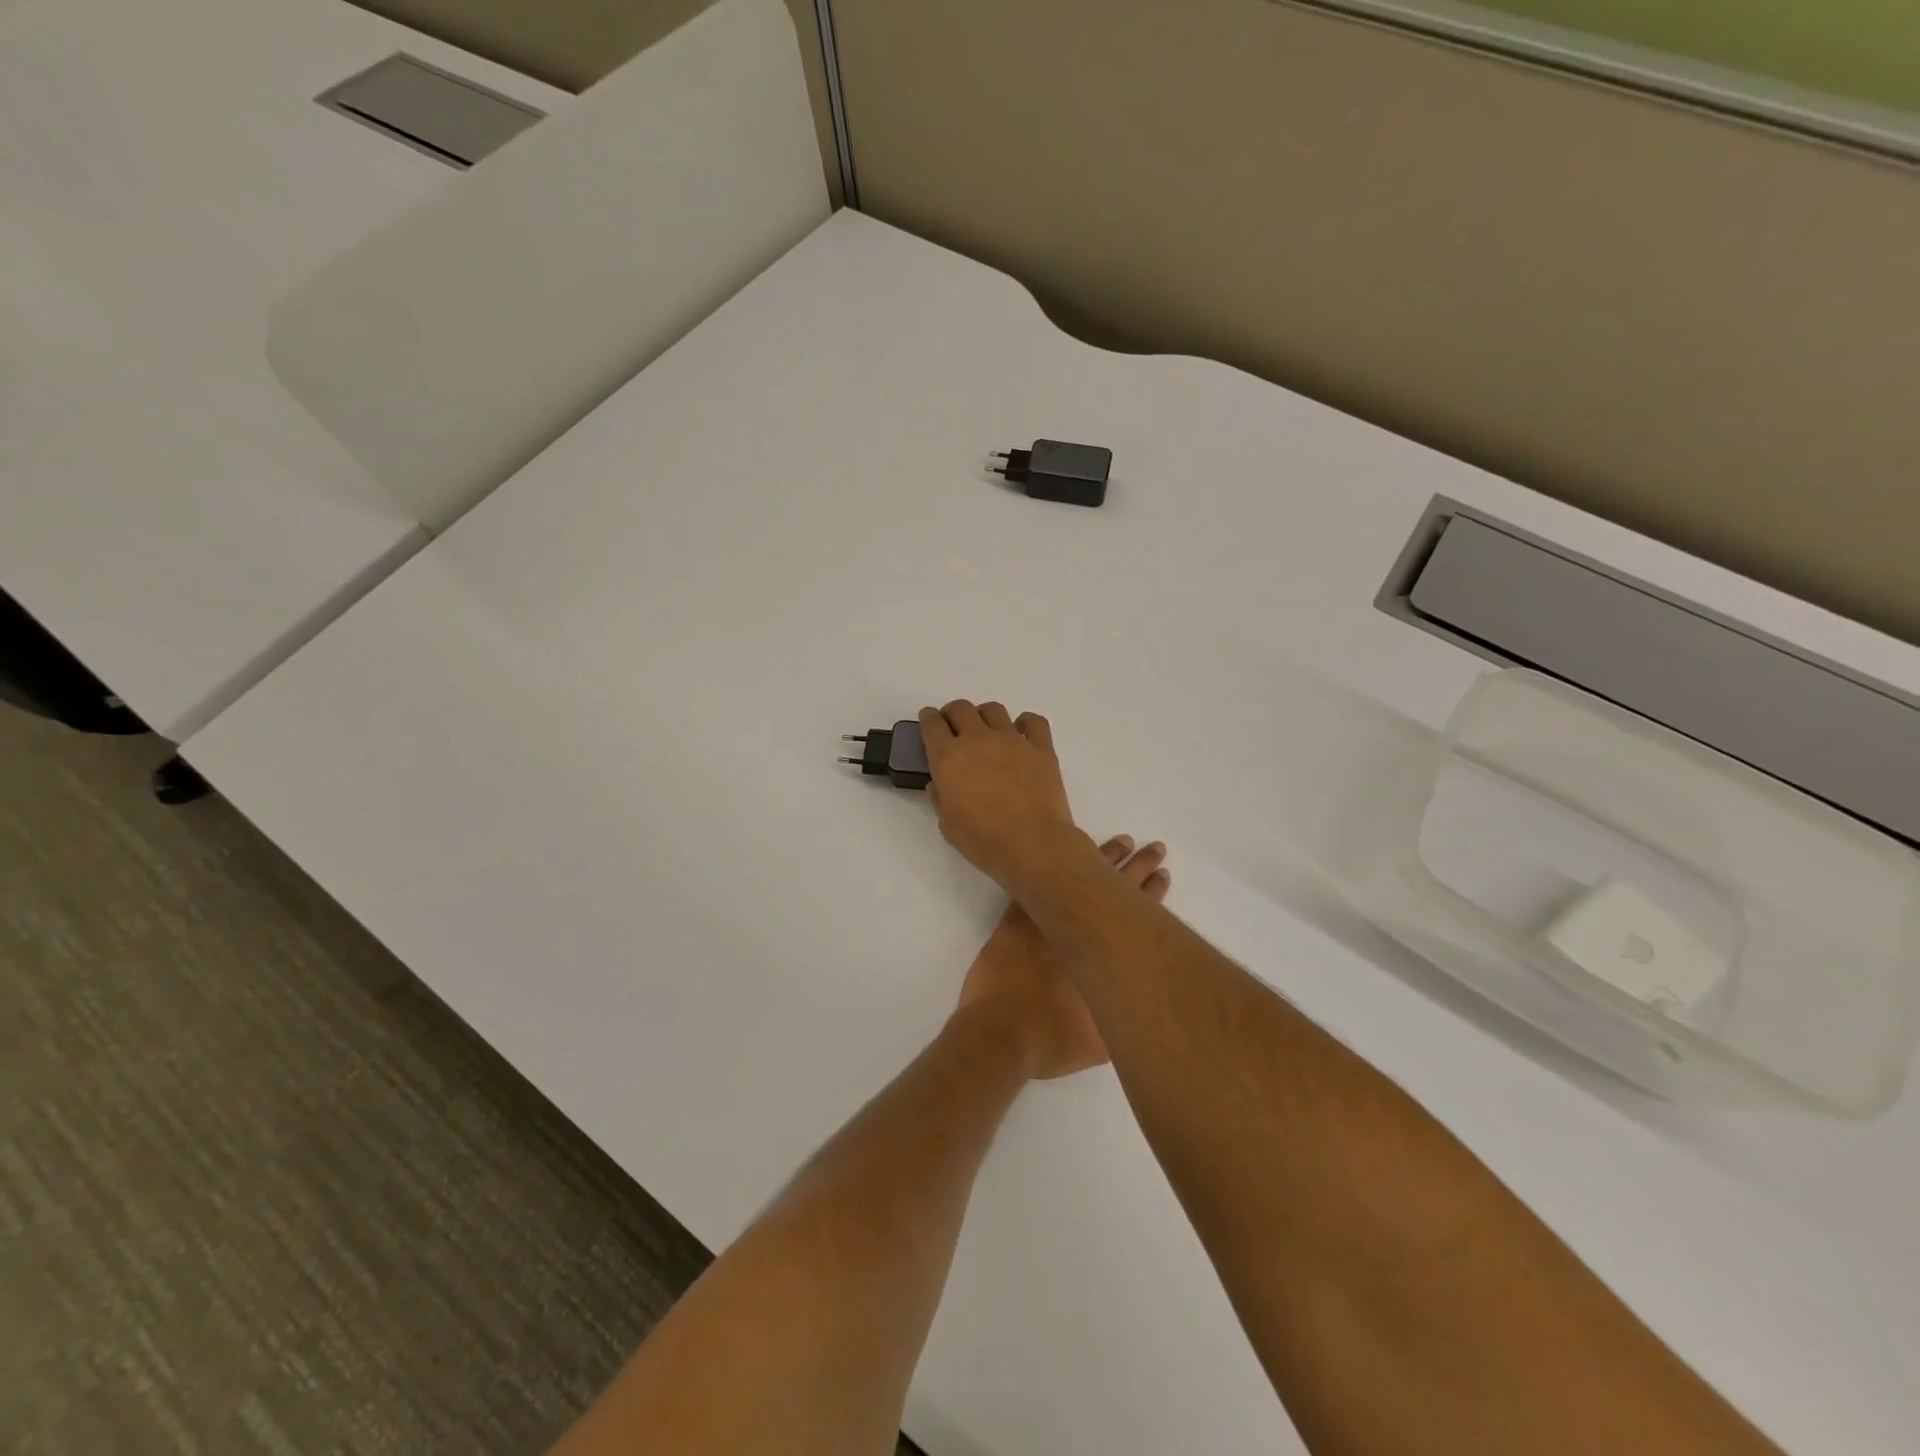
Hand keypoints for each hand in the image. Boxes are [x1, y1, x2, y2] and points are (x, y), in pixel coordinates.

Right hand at [919, 701, 1083, 891]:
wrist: (1033, 845)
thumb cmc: (983, 840)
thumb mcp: (948, 825)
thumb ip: (940, 798)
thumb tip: (939, 784)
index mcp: (949, 758)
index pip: (932, 724)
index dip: (928, 719)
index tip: (929, 721)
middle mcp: (978, 740)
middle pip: (961, 708)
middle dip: (953, 714)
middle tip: (954, 728)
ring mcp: (1013, 740)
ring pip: (994, 709)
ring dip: (984, 716)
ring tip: (986, 731)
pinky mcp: (1041, 748)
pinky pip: (1033, 721)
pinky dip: (1025, 723)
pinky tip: (1022, 734)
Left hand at [952, 834, 1169, 1079]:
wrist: (999, 1034)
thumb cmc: (1052, 1041)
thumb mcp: (1103, 1043)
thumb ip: (1124, 1017)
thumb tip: (1140, 1005)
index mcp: (1104, 956)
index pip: (1135, 914)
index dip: (1151, 893)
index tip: (1164, 873)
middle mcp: (1079, 931)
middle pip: (1115, 889)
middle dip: (1138, 868)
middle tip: (1156, 849)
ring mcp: (1046, 919)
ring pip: (1080, 877)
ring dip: (1104, 858)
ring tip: (1123, 842)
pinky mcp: (1017, 919)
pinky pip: (1037, 882)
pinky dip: (1051, 865)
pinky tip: (1065, 850)